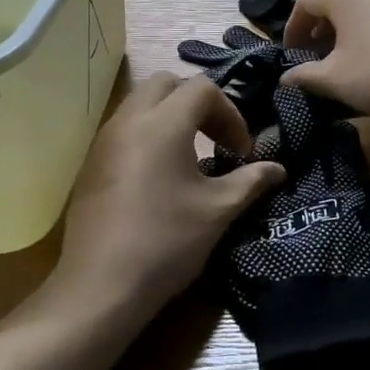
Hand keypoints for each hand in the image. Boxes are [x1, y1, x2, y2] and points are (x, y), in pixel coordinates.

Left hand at [52, 73, 284, 324]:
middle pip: (166, 84)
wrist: (101, 285)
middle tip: (216, 139)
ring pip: (140, 104)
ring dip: (170, 117)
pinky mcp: (91, 163)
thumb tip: (278, 169)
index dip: (231, 114)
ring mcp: (104, 140)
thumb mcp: (218, 210)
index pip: (203, 89)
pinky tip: (160, 177)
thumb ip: (251, 181)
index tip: (242, 152)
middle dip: (198, 103)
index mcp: (163, 123)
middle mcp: (129, 120)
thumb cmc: (167, 241)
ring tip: (191, 157)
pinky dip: (147, 135)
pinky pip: (124, 129)